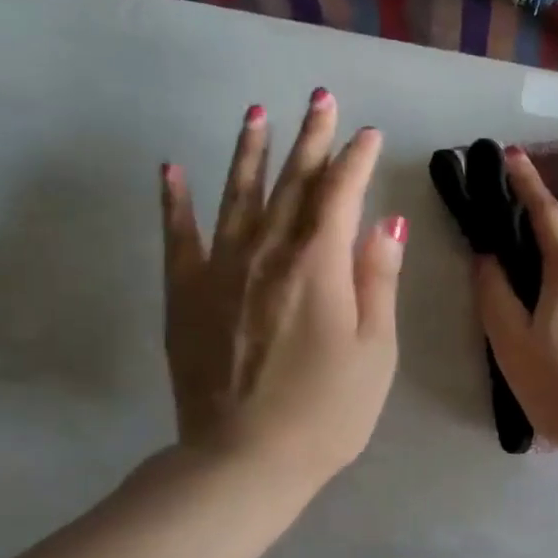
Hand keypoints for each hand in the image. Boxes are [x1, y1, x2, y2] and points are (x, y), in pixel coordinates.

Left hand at [159, 89, 404, 489]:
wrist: (246, 459)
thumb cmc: (329, 411)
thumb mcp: (376, 351)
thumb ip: (378, 281)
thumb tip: (386, 224)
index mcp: (319, 266)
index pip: (340, 195)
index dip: (356, 160)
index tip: (368, 134)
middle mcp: (267, 253)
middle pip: (292, 184)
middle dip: (310, 138)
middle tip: (319, 98)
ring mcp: (219, 270)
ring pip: (237, 195)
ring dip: (250, 152)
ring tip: (257, 114)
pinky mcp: (185, 296)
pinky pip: (178, 236)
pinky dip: (175, 201)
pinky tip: (171, 170)